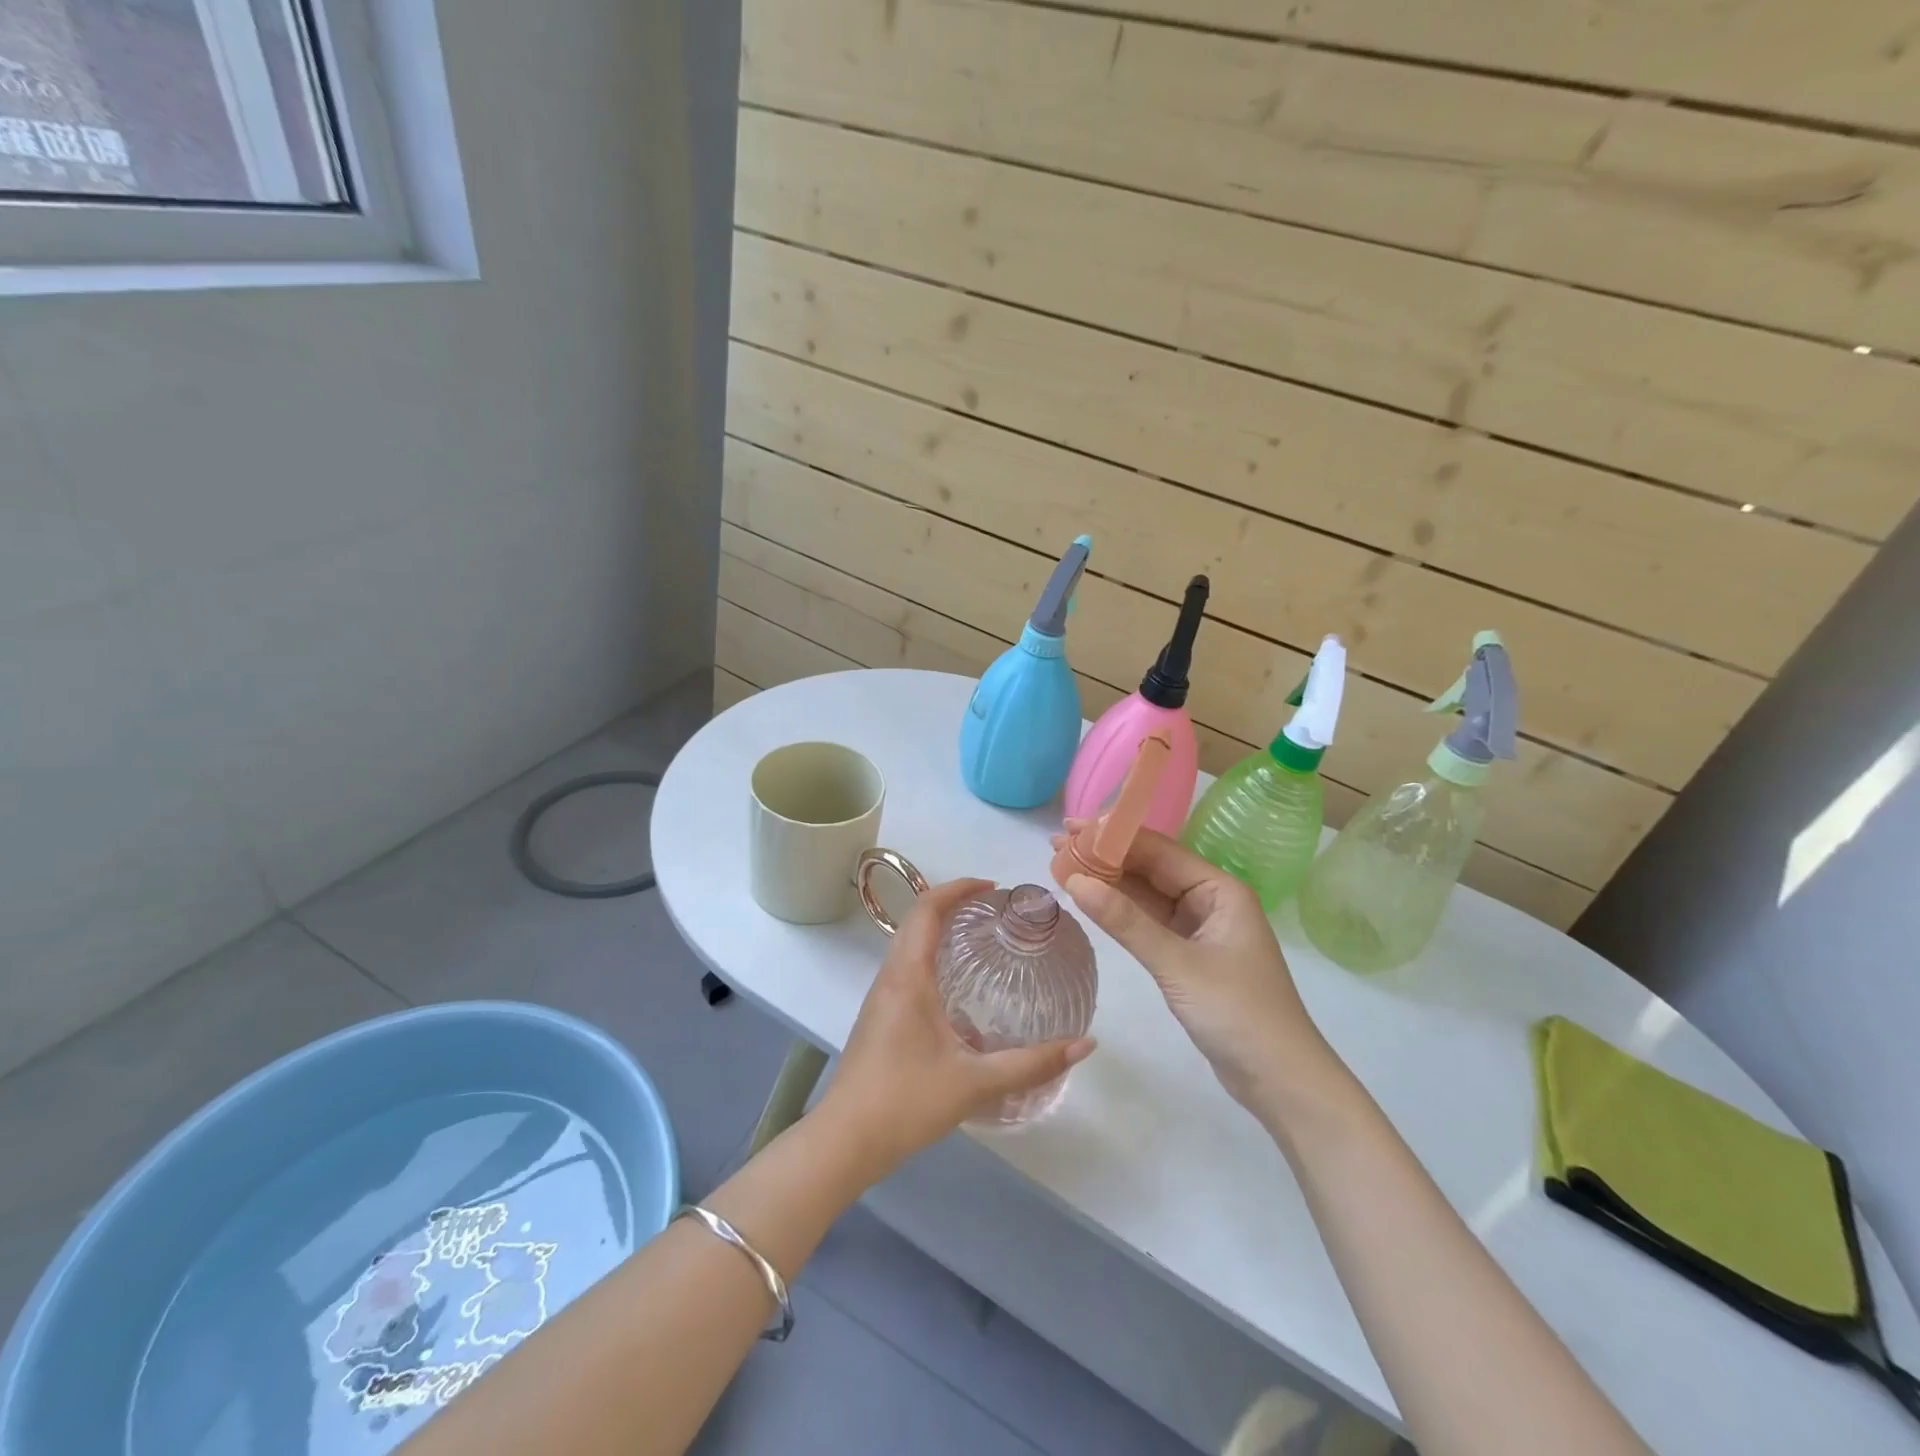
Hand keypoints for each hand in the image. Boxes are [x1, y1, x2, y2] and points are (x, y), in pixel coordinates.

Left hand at [817, 877, 1096, 1176]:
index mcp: (908, 976)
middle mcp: (889, 977)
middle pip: (916, 920)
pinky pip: (904, 968)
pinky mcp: (878, 1018)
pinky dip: (930, 956)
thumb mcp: (975, 1083)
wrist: (844, 1141)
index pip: (927, 909)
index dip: (958, 888)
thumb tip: (1085, 1044)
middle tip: (993, 910)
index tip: (993, 888)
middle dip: (952, 904)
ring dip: (938, 929)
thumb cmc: (906, 1102)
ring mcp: (879, 998)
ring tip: (979, 939)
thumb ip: (1032, 1064)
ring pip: (907, 944)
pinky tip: (956, 987)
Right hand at [1052, 826, 1332, 1111]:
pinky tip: (1092, 901)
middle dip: (1106, 856)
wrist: (1281, 1081)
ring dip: (1109, 882)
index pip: (1159, 850)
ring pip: (1148, 895)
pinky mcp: (1190, 955)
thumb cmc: (1237, 1013)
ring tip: (1064, 866)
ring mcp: (1200, 928)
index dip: (1114, 836)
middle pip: (1151, 868)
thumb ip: (1125, 922)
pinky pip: (1150, 921)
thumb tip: (1075, 881)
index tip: (1072, 829)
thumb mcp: (1177, 964)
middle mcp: (1211, 900)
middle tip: (1058, 845)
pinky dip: (1121, 912)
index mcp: (1220, 890)